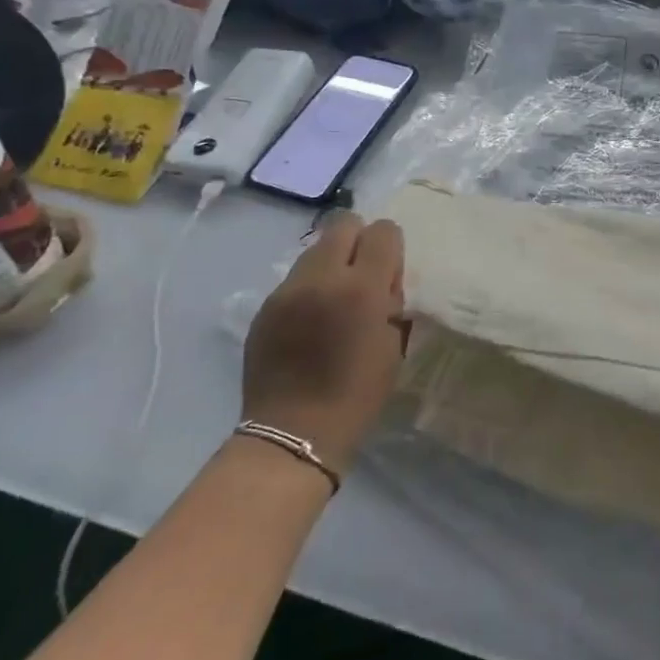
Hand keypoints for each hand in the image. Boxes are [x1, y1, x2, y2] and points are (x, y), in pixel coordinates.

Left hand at [241, 212, 408, 474]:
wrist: (293, 434)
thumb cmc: (357, 394)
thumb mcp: (394, 344)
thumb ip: (390, 299)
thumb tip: (384, 277)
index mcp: (361, 288)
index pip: (382, 231)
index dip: (390, 247)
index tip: (389, 273)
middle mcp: (321, 277)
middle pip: (344, 224)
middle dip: (359, 242)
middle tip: (362, 277)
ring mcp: (286, 290)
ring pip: (315, 249)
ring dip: (331, 264)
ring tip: (333, 301)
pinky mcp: (265, 307)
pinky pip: (294, 279)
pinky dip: (308, 289)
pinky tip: (309, 322)